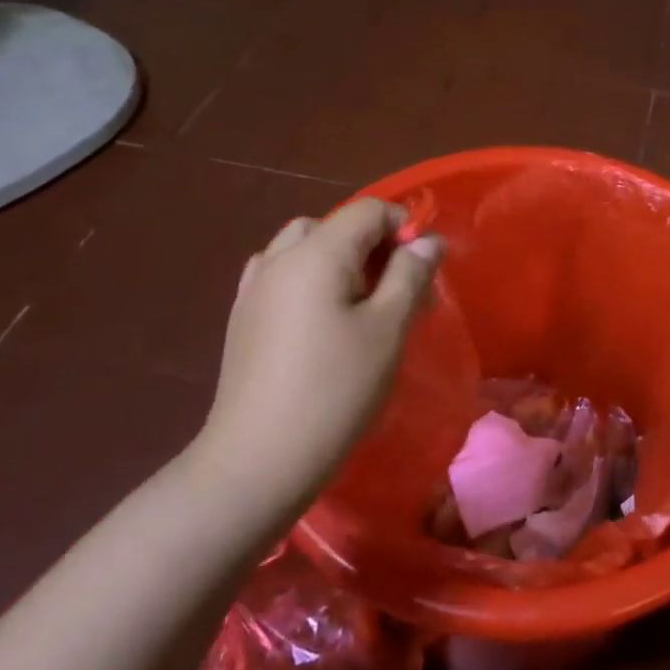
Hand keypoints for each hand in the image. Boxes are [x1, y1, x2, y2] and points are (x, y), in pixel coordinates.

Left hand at [192, 199, 442, 529]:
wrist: (259, 458)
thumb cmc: (336, 389)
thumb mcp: (388, 328)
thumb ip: (410, 274)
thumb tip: (427, 240)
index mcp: (316, 253)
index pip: (368, 210)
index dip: (403, 227)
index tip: (423, 269)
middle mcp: (279, 259)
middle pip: (333, 225)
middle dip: (372, 245)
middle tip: (395, 290)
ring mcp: (254, 288)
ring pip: (302, 248)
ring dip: (338, 260)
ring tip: (359, 304)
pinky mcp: (242, 319)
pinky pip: (280, 275)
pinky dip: (308, 280)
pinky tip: (320, 319)